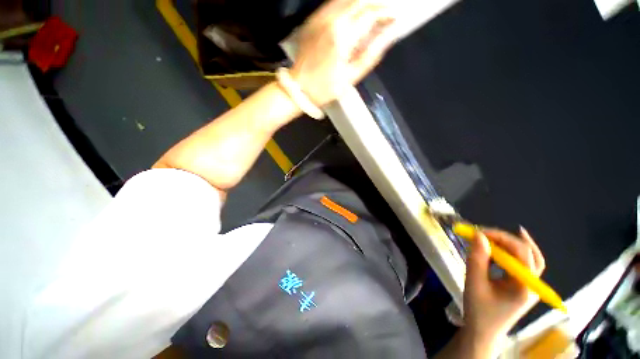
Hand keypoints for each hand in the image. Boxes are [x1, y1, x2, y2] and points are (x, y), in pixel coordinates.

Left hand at [290, 0, 397, 105]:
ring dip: (363, 3)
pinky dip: (348, 4)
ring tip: (371, 14)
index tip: (394, 19)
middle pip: (360, 0)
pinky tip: (353, 14)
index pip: (370, 13)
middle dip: (376, 5)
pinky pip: (334, 3)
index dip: (386, 13)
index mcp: (343, 36)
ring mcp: (320, 17)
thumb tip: (389, 35)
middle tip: (385, 14)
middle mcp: (332, 19)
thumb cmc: (326, 88)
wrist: (299, 87)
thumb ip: (371, 54)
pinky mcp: (313, 19)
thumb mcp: (351, 77)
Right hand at [463, 227, 545, 347]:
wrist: (482, 332)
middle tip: (485, 233)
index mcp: (525, 286)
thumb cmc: (479, 310)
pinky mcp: (522, 286)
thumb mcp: (474, 283)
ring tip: (490, 238)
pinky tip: (498, 249)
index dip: (501, 237)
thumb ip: (477, 258)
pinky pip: (521, 264)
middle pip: (530, 254)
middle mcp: (532, 284)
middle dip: (507, 239)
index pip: (522, 253)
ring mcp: (529, 286)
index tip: (478, 231)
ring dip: (510, 245)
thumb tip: (478, 235)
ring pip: (529, 258)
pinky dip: (510, 253)